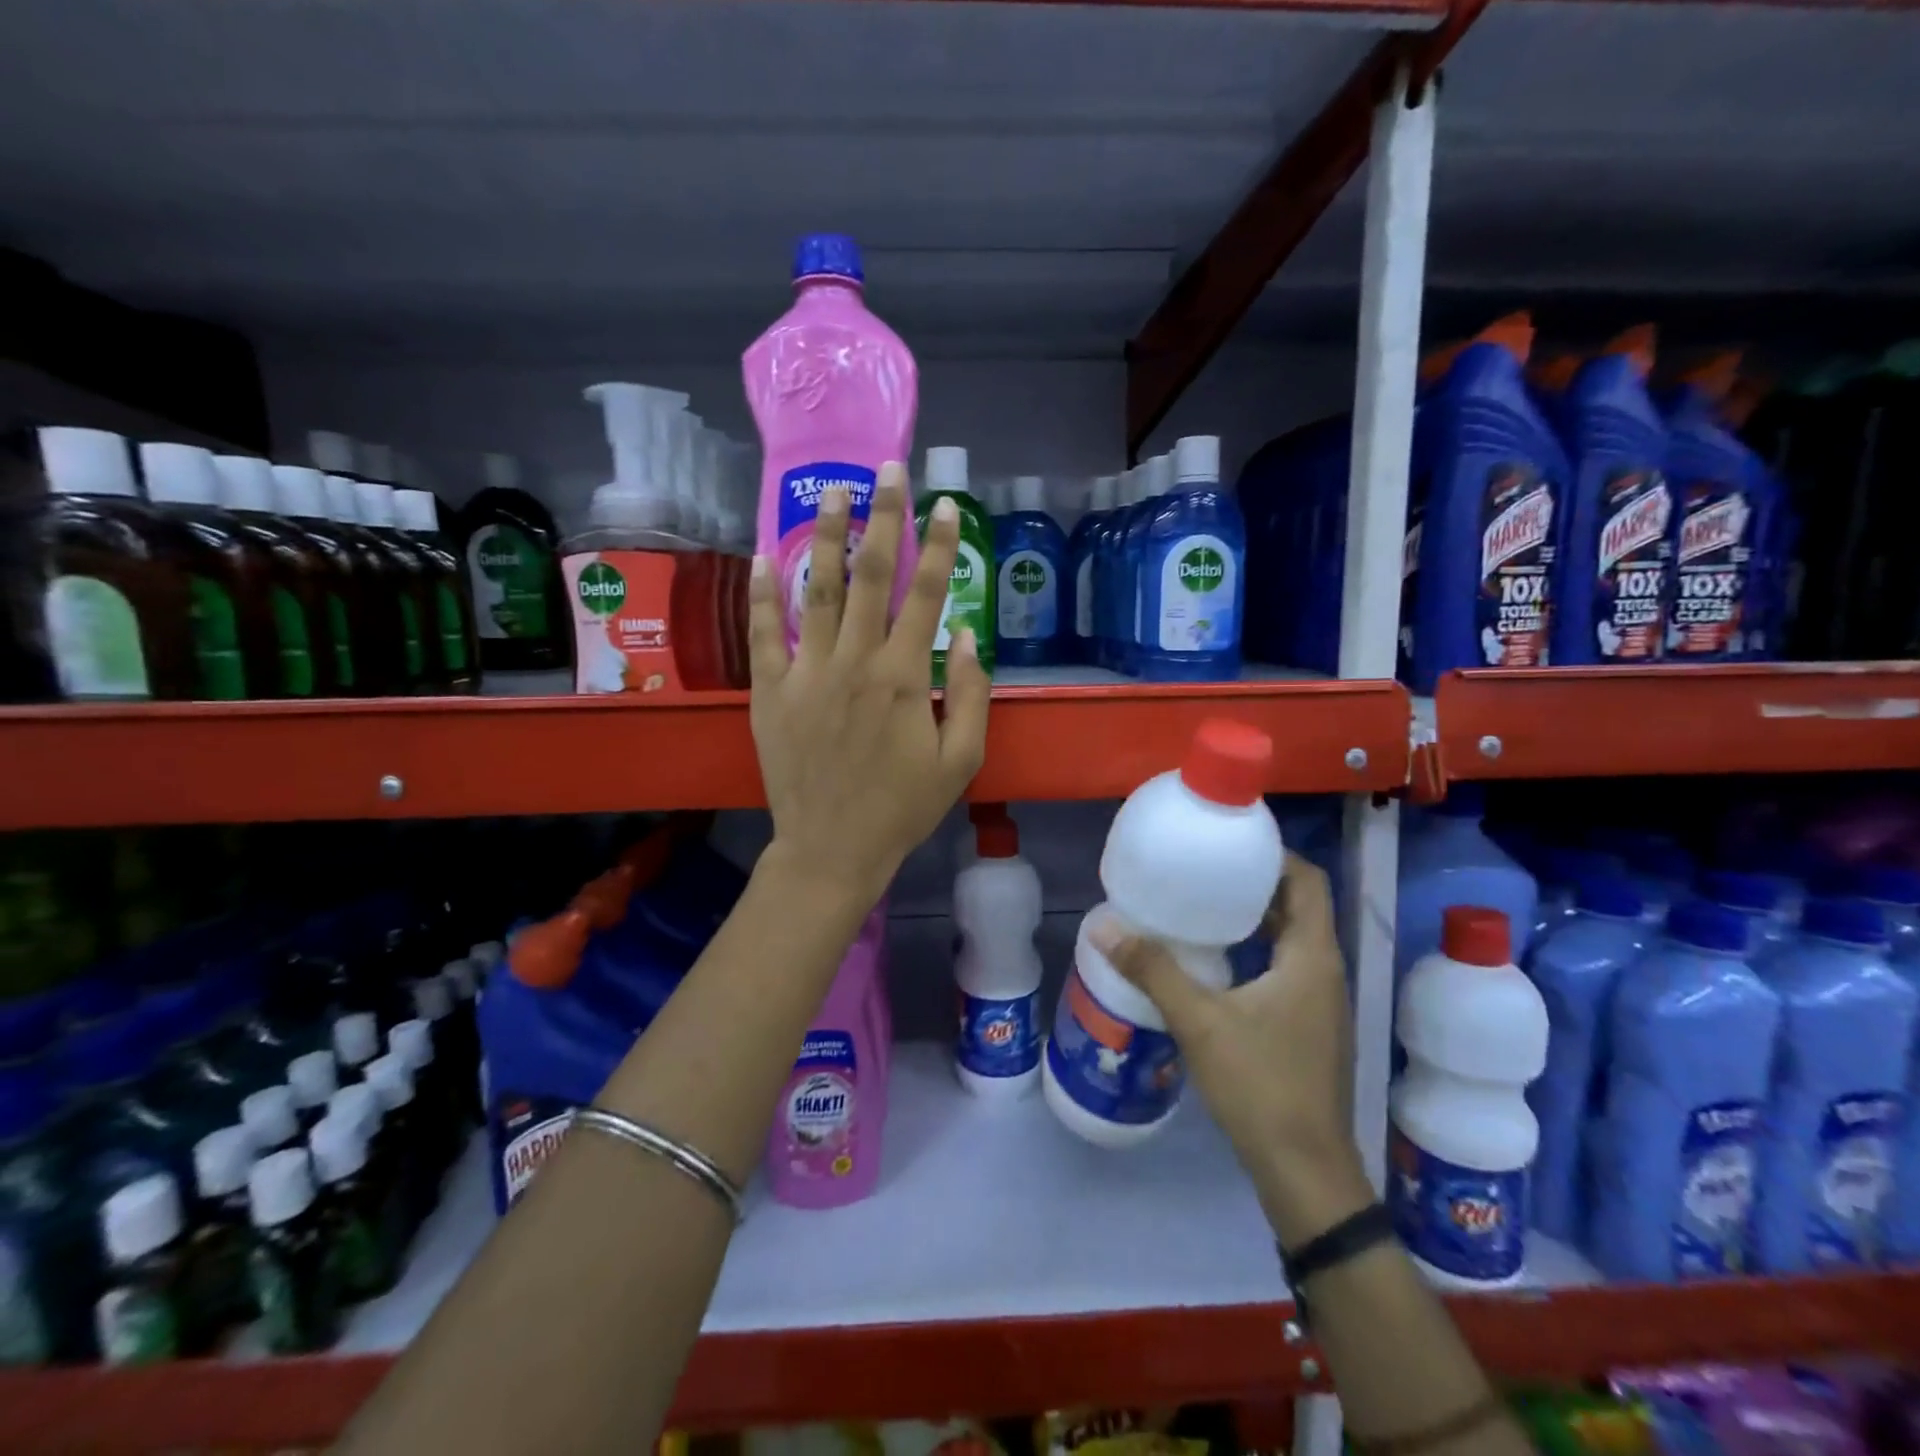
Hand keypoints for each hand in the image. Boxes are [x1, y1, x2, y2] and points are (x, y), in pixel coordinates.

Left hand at [747, 463, 989, 910]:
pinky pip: (764, 632)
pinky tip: (764, 554)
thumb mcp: (960, 760)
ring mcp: (807, 673)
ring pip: (818, 590)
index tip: (946, 504)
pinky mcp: (771, 691)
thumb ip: (969, 693)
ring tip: (833, 491)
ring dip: (826, 536)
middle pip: (872, 576)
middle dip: (883, 518)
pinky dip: (763, 593)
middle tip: (887, 470)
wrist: (833, 848)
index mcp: (903, 678)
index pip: (926, 594)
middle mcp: (855, 662)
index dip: (939, 546)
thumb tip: (964, 632)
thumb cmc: (903, 807)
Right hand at [1092, 855, 1374, 1248]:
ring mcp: (1319, 1001)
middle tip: (1204, 869)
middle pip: (1298, 905)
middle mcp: (1323, 971)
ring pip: (1291, 938)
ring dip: (1254, 916)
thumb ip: (1152, 969)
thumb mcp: (1199, 1021)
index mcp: (1312, 957)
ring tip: (1202, 906)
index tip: (1229, 843)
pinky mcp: (1307, 1025)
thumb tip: (1104, 925)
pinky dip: (1255, 949)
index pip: (1307, 881)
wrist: (1304, 1172)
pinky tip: (1214, 961)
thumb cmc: (1261, 1085)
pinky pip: (1284, 967)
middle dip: (1255, 882)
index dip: (1274, 854)